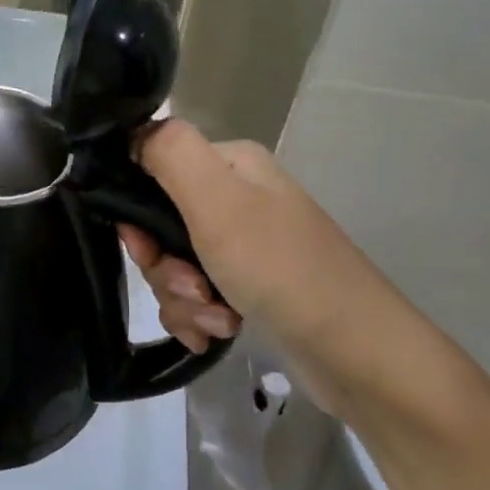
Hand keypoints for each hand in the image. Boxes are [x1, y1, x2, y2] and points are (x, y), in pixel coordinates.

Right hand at [120, 121, 408, 414]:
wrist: (358, 355)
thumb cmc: (282, 269)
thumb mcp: (218, 201)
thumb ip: (169, 153)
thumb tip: (131, 134)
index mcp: (229, 165)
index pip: (153, 170)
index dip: (137, 212)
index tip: (146, 247)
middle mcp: (236, 198)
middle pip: (159, 226)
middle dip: (165, 267)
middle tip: (193, 289)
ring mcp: (244, 245)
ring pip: (174, 267)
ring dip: (183, 299)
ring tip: (217, 320)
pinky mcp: (248, 287)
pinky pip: (196, 297)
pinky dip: (200, 318)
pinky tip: (218, 334)